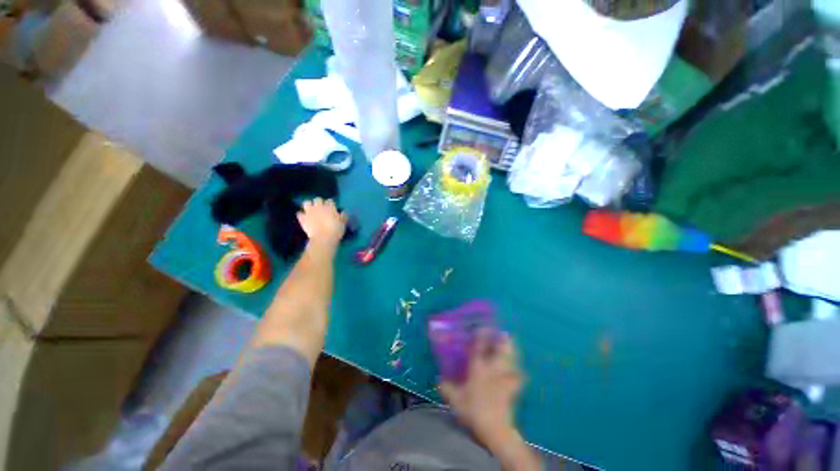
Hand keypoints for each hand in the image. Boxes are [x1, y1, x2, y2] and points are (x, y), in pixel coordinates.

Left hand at [297, 198, 346, 249]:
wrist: (323, 238)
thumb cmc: (336, 231)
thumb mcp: (343, 223)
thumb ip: (343, 216)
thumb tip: (343, 211)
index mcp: (329, 207)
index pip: (330, 201)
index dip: (331, 204)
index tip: (332, 208)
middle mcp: (319, 207)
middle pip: (318, 199)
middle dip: (319, 202)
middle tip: (321, 208)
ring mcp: (309, 212)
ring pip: (306, 203)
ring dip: (309, 205)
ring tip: (311, 210)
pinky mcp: (303, 218)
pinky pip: (299, 214)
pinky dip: (302, 215)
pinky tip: (304, 218)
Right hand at [441, 330, 522, 448]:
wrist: (495, 430)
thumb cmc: (474, 411)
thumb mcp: (456, 400)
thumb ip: (447, 388)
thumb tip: (438, 380)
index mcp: (478, 369)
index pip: (479, 348)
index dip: (481, 336)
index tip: (482, 327)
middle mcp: (493, 370)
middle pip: (501, 350)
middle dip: (503, 340)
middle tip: (503, 332)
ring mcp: (505, 378)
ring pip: (511, 359)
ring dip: (512, 351)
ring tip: (511, 343)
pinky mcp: (513, 389)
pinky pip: (517, 376)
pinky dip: (518, 371)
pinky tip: (517, 370)